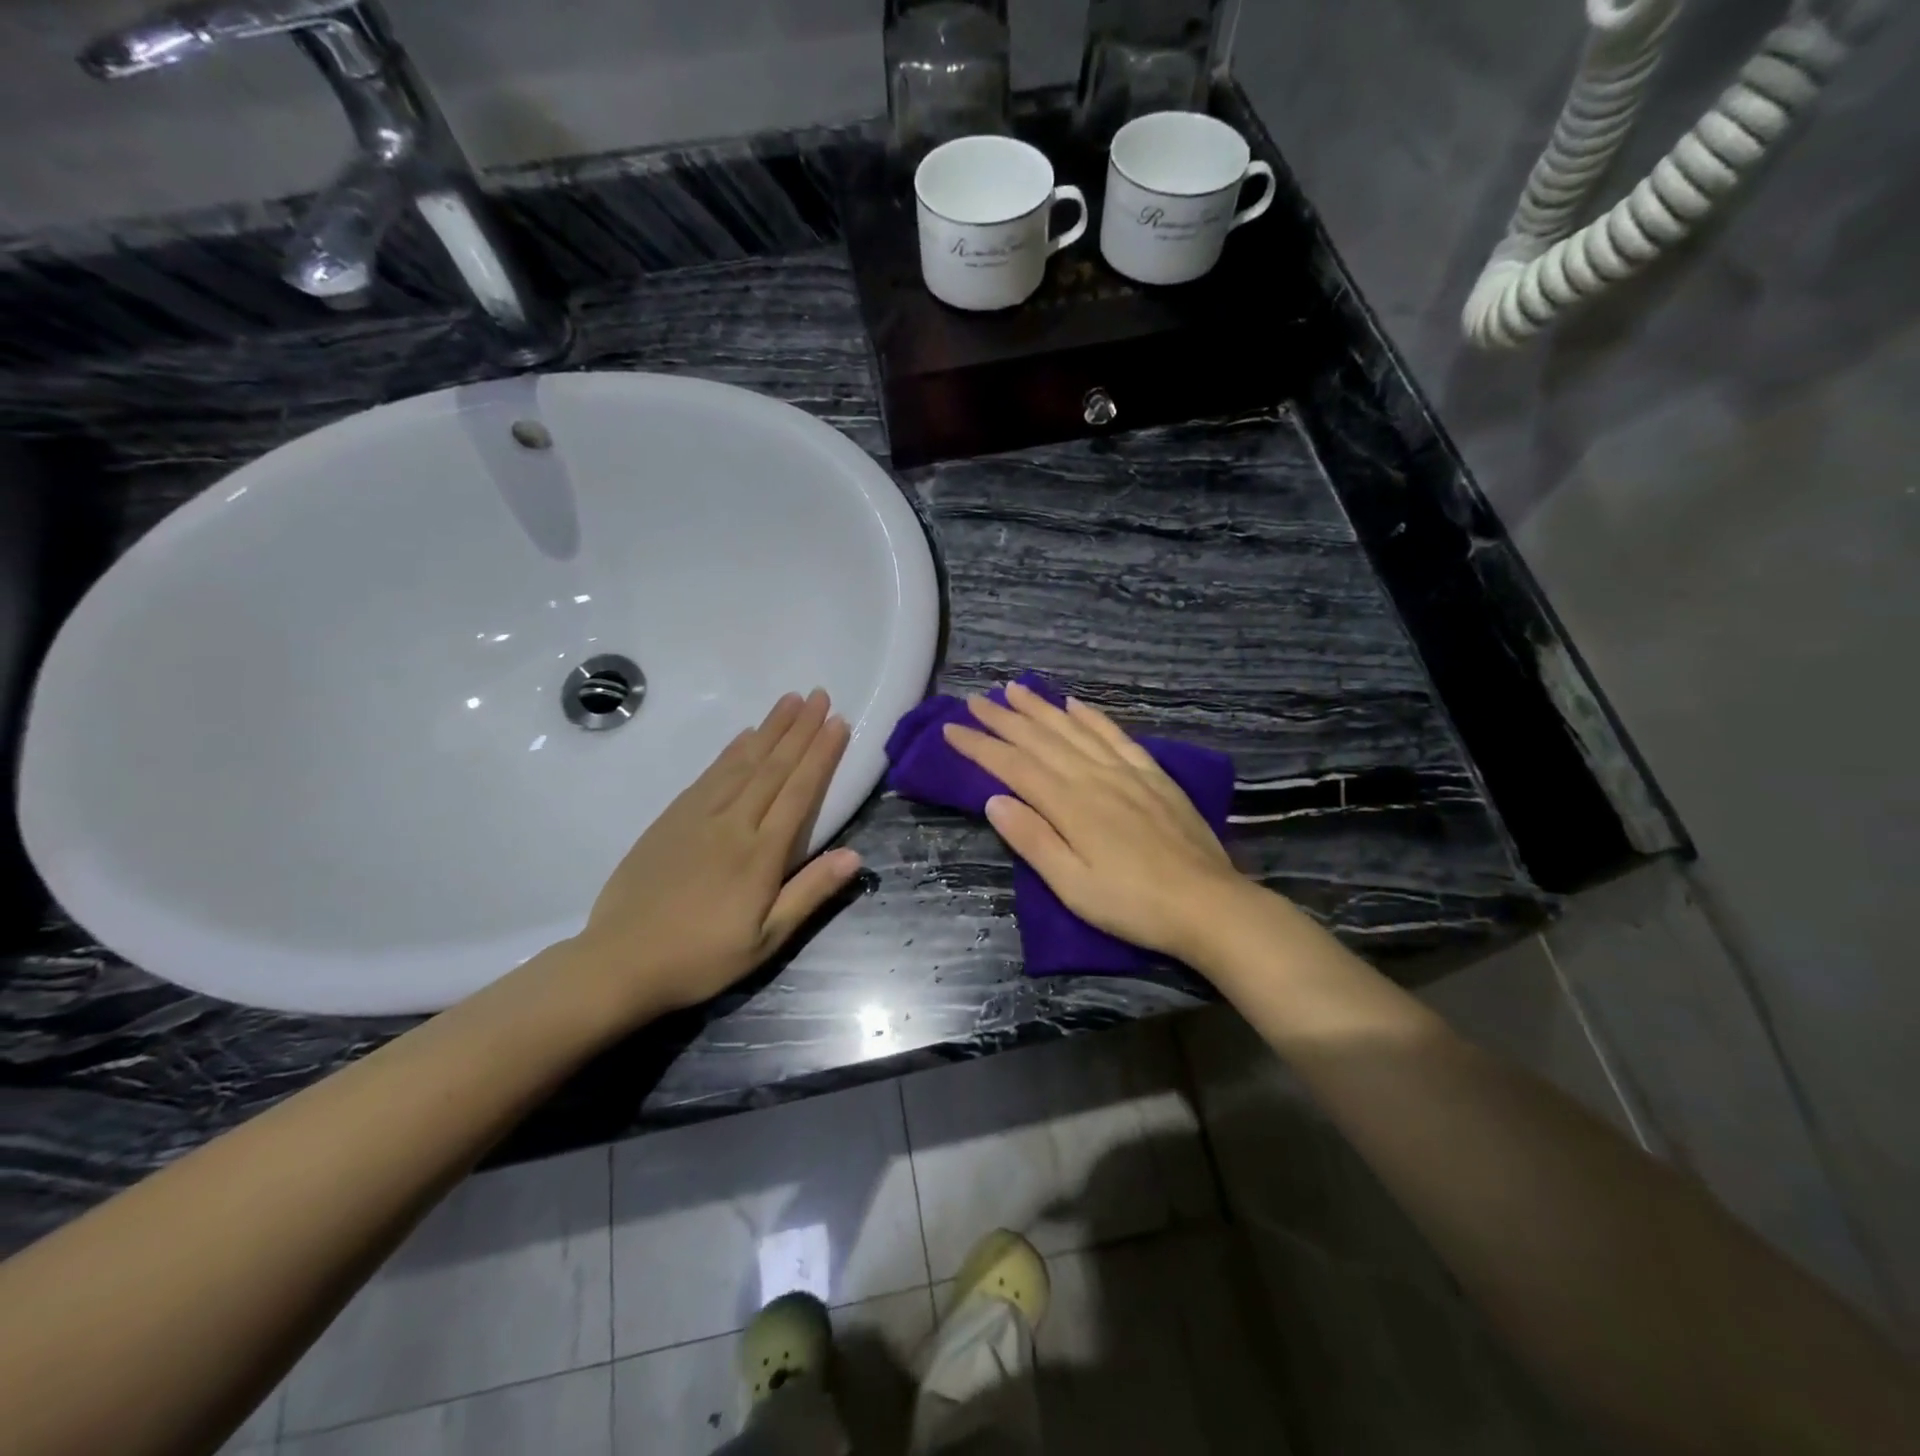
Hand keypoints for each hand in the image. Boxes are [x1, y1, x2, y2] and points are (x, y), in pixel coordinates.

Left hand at [564, 690, 862, 1016]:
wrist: (620, 961)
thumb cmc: (701, 957)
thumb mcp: (766, 940)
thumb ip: (810, 893)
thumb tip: (855, 856)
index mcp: (760, 854)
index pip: (799, 791)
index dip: (821, 754)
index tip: (838, 722)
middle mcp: (733, 823)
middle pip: (773, 767)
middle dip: (800, 729)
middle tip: (820, 695)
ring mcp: (698, 817)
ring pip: (742, 763)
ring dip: (769, 729)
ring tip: (790, 700)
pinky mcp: (671, 819)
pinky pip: (709, 774)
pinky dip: (731, 751)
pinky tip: (744, 736)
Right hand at [942, 681, 1247, 963]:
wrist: (1208, 904)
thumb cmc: (1133, 904)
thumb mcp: (1073, 886)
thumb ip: (1033, 840)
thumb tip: (995, 800)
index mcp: (1069, 805)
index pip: (1014, 766)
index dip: (980, 746)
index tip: (951, 729)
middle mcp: (1093, 777)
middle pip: (1040, 740)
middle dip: (1003, 719)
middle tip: (974, 700)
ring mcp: (1126, 772)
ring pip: (1074, 729)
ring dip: (1041, 708)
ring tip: (1015, 689)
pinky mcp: (1152, 776)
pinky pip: (1115, 736)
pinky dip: (1092, 717)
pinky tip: (1076, 704)